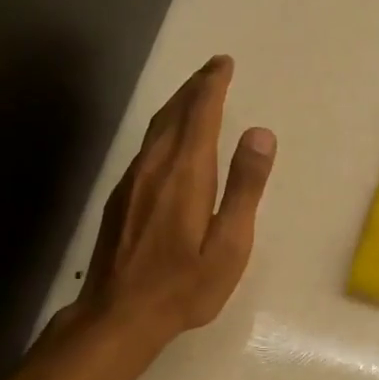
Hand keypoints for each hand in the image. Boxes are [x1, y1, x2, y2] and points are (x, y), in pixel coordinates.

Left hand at [74, 55, 275, 343]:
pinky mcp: (119, 198)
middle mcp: (154, 167)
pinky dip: (164, 130)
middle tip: (213, 69)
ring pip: (156, 129)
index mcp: (185, 173)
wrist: (117, 315)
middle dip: (194, 87)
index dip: (212, 85)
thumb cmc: (183, 286)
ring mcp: (131, 181)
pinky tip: (169, 141)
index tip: (223, 64)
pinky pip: (146, 148)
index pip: (199, 114)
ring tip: (194, 95)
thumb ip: (245, 188)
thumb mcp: (229, 245)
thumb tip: (260, 134)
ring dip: (177, 106)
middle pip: (173, 114)